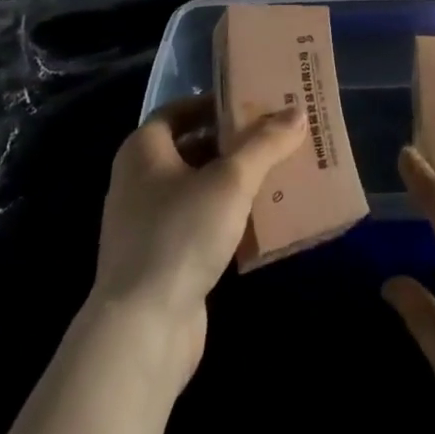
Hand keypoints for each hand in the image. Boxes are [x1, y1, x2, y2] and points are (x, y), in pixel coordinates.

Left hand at [90, 95, 305, 384]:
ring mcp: (146, 226)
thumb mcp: (231, 180)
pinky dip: (226, 218)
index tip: (249, 102)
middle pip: (189, 149)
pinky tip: (260, 221)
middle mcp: (137, 182)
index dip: (212, 103)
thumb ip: (265, 144)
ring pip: (196, 189)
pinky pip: (198, 226)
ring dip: (232, 182)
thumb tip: (297, 112)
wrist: (142, 330)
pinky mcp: (160, 263)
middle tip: (272, 136)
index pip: (177, 111)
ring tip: (275, 174)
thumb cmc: (180, 234)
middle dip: (230, 143)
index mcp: (142, 151)